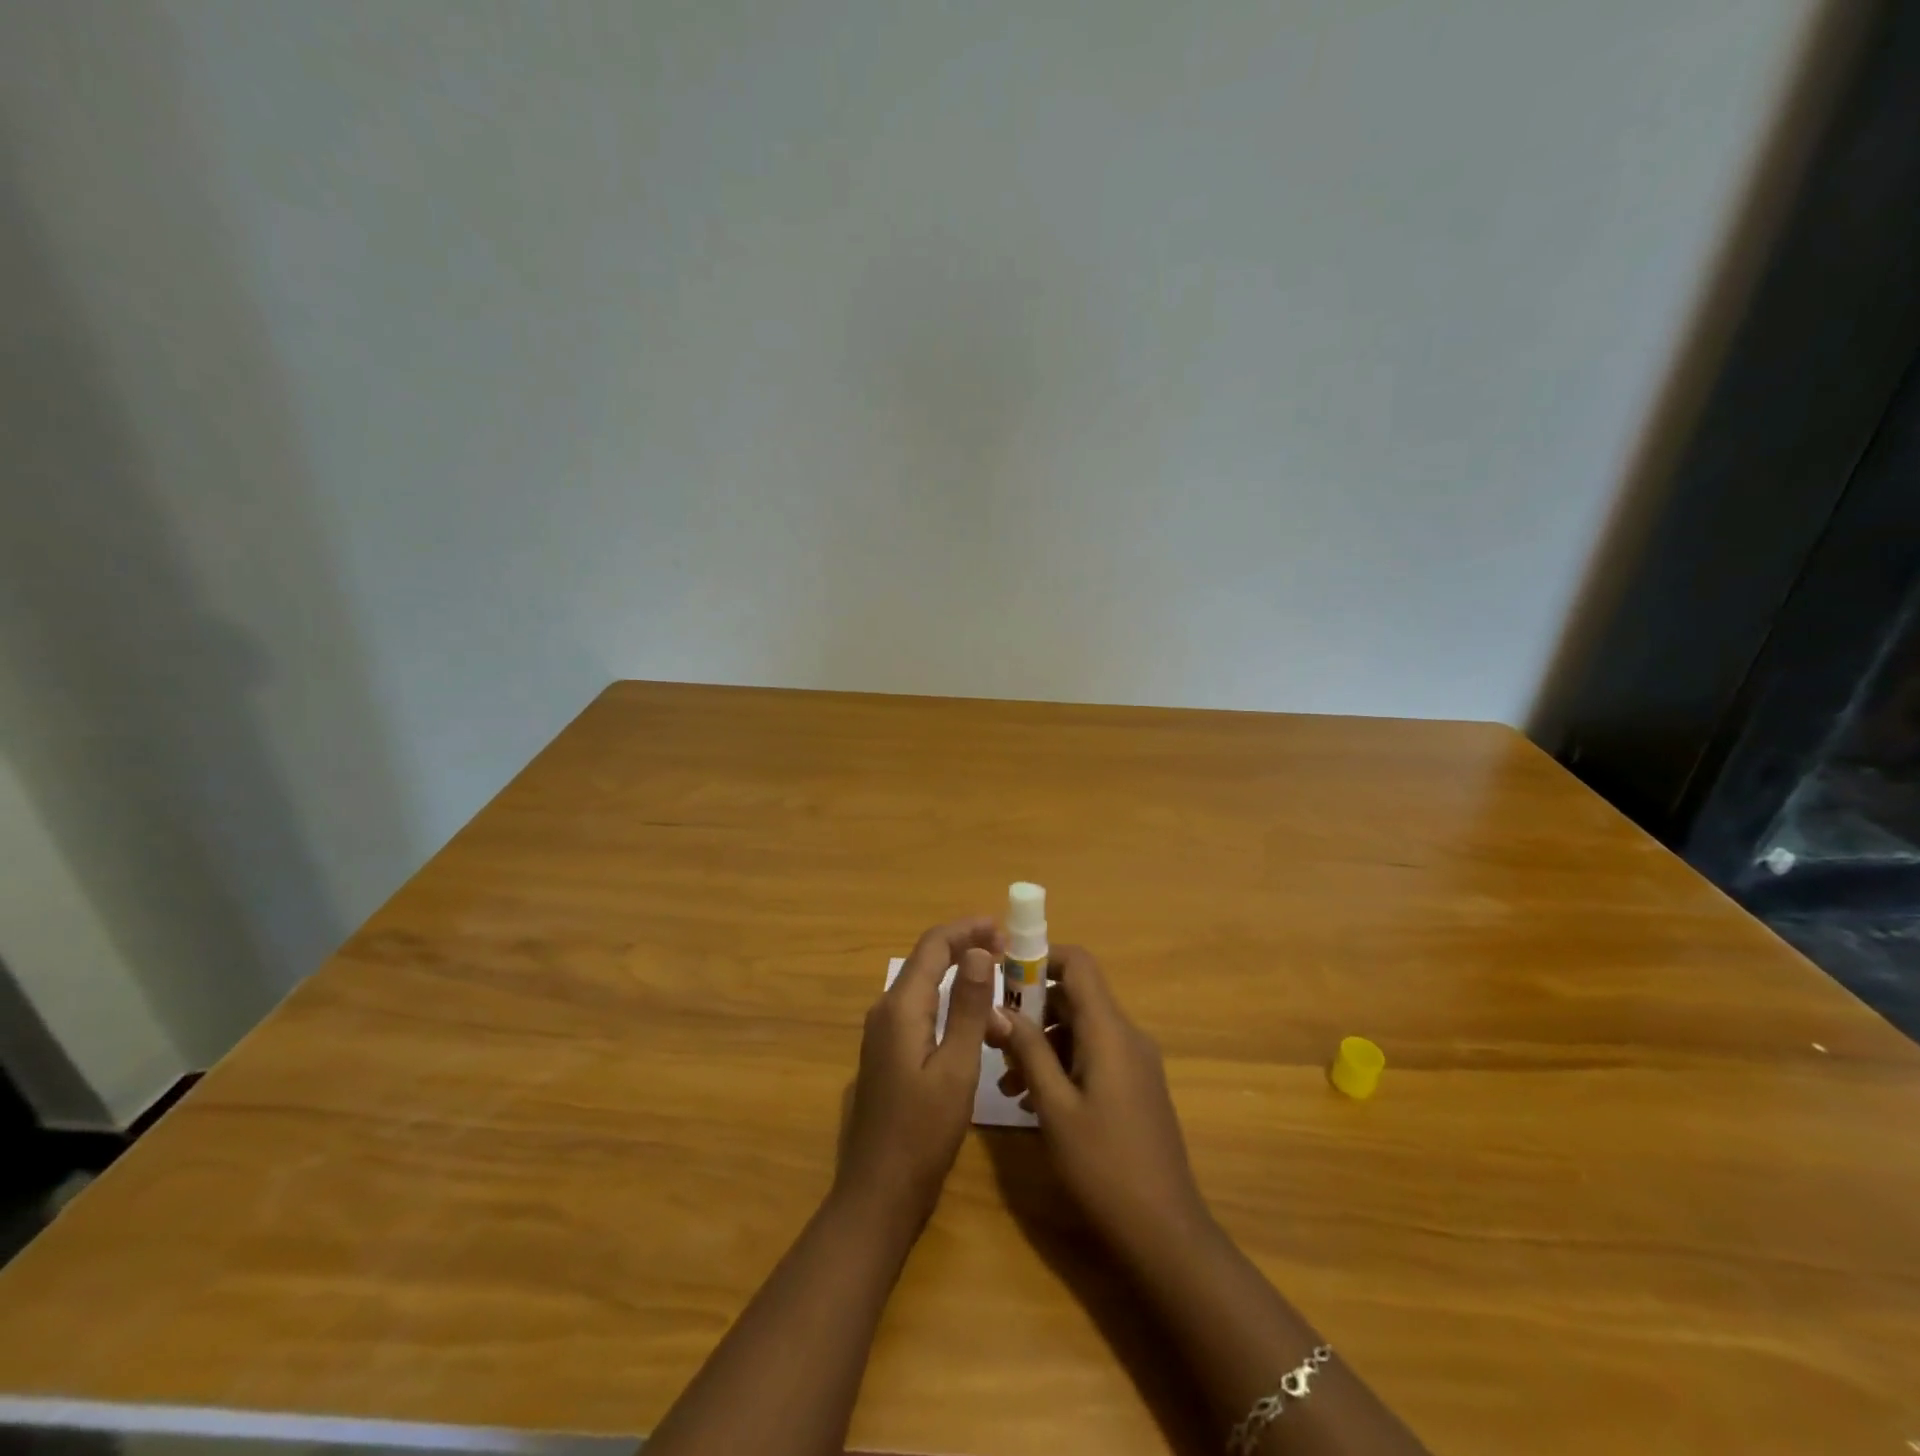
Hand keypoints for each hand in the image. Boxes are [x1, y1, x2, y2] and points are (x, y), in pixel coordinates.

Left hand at [835, 917, 1004, 1234]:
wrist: (878, 1194)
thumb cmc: (923, 1133)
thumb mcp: (957, 1068)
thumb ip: (969, 1007)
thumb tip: (980, 952)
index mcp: (901, 1006)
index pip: (934, 945)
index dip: (968, 929)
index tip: (1005, 929)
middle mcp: (886, 1009)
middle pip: (929, 960)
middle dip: (969, 950)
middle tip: (1011, 955)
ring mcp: (884, 1032)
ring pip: (927, 987)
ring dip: (963, 981)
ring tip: (1004, 994)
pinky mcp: (889, 1053)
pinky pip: (923, 1011)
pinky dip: (953, 1006)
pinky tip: (979, 1026)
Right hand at [988, 945, 1208, 1260]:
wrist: (1165, 1233)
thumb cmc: (1104, 1166)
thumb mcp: (1055, 1107)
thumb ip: (1028, 1051)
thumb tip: (997, 1008)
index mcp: (1110, 1031)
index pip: (1078, 964)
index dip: (1039, 958)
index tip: (1002, 976)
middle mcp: (1126, 1036)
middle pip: (1075, 997)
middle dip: (1031, 1010)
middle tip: (994, 1040)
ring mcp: (1134, 1063)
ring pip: (1080, 1030)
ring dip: (1042, 1044)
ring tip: (1006, 1083)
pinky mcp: (1135, 1088)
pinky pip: (1093, 1056)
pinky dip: (1061, 1065)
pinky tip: (1031, 1101)